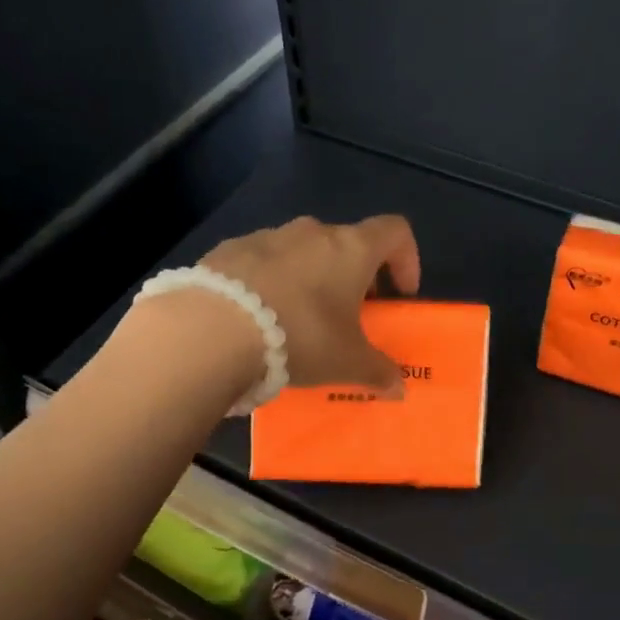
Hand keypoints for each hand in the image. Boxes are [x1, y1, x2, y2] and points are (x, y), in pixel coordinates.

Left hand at [200, 214, 421, 391]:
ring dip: (310, 277)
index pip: (394, 232)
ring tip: (299, 319)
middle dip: (354, 275)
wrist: (213, 329)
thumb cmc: (301, 337)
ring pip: (302, 251)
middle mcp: (312, 232)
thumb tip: (399, 387)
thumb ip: (378, 371)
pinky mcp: (229, 249)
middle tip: (350, 314)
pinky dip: (270, 282)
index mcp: (350, 249)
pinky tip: (258, 317)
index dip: (406, 259)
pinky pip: (262, 262)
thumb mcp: (346, 363)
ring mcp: (267, 236)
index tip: (400, 294)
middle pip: (346, 243)